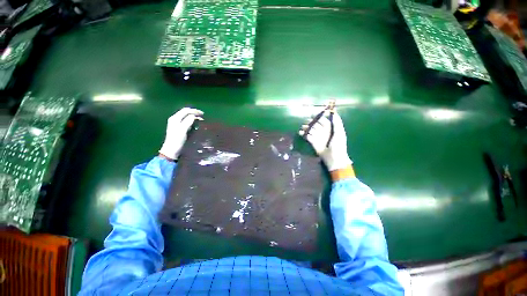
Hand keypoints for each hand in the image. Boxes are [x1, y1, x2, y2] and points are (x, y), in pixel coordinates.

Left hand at [159, 107, 203, 159]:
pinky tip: (196, 124)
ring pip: (186, 117)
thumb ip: (188, 121)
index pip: (185, 111)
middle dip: (194, 113)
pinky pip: (186, 121)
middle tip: (202, 115)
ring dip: (194, 117)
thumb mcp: (183, 130)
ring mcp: (177, 123)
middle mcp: (175, 119)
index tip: (202, 114)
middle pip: (185, 112)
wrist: (172, 149)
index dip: (194, 111)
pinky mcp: (179, 128)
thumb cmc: (177, 140)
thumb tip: (193, 116)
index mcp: (175, 118)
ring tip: (201, 119)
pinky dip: (192, 121)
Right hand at [299, 109, 351, 171]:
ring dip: (306, 127)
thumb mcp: (339, 132)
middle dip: (311, 122)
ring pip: (311, 129)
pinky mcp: (313, 142)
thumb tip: (334, 111)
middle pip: (315, 124)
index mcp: (330, 128)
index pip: (323, 120)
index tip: (313, 114)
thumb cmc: (338, 145)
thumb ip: (337, 122)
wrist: (333, 158)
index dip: (318, 116)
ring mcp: (317, 137)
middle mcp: (323, 131)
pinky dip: (304, 134)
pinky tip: (300, 132)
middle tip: (307, 121)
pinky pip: (307, 136)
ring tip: (303, 127)